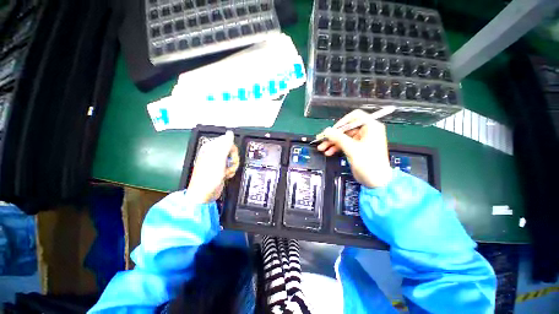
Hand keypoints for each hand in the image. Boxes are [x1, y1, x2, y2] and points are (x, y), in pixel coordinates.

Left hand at [186, 131, 239, 203]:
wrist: (205, 194)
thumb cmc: (208, 177)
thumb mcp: (218, 159)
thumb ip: (225, 145)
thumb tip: (230, 133)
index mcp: (211, 148)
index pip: (227, 141)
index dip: (232, 148)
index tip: (231, 156)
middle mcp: (214, 153)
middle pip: (232, 150)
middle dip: (233, 159)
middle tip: (230, 165)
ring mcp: (218, 162)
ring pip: (233, 159)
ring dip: (232, 166)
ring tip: (226, 172)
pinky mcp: (221, 169)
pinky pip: (231, 166)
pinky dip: (231, 171)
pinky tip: (226, 175)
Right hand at [317, 110, 391, 187]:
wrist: (377, 181)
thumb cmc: (370, 164)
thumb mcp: (352, 149)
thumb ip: (339, 138)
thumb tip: (327, 131)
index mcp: (371, 127)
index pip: (355, 116)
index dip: (342, 122)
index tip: (332, 130)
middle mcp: (366, 131)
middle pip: (346, 128)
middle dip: (333, 135)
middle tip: (323, 141)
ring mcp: (361, 140)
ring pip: (343, 137)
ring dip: (332, 142)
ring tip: (323, 148)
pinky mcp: (357, 148)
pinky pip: (344, 144)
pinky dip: (336, 147)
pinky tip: (329, 152)